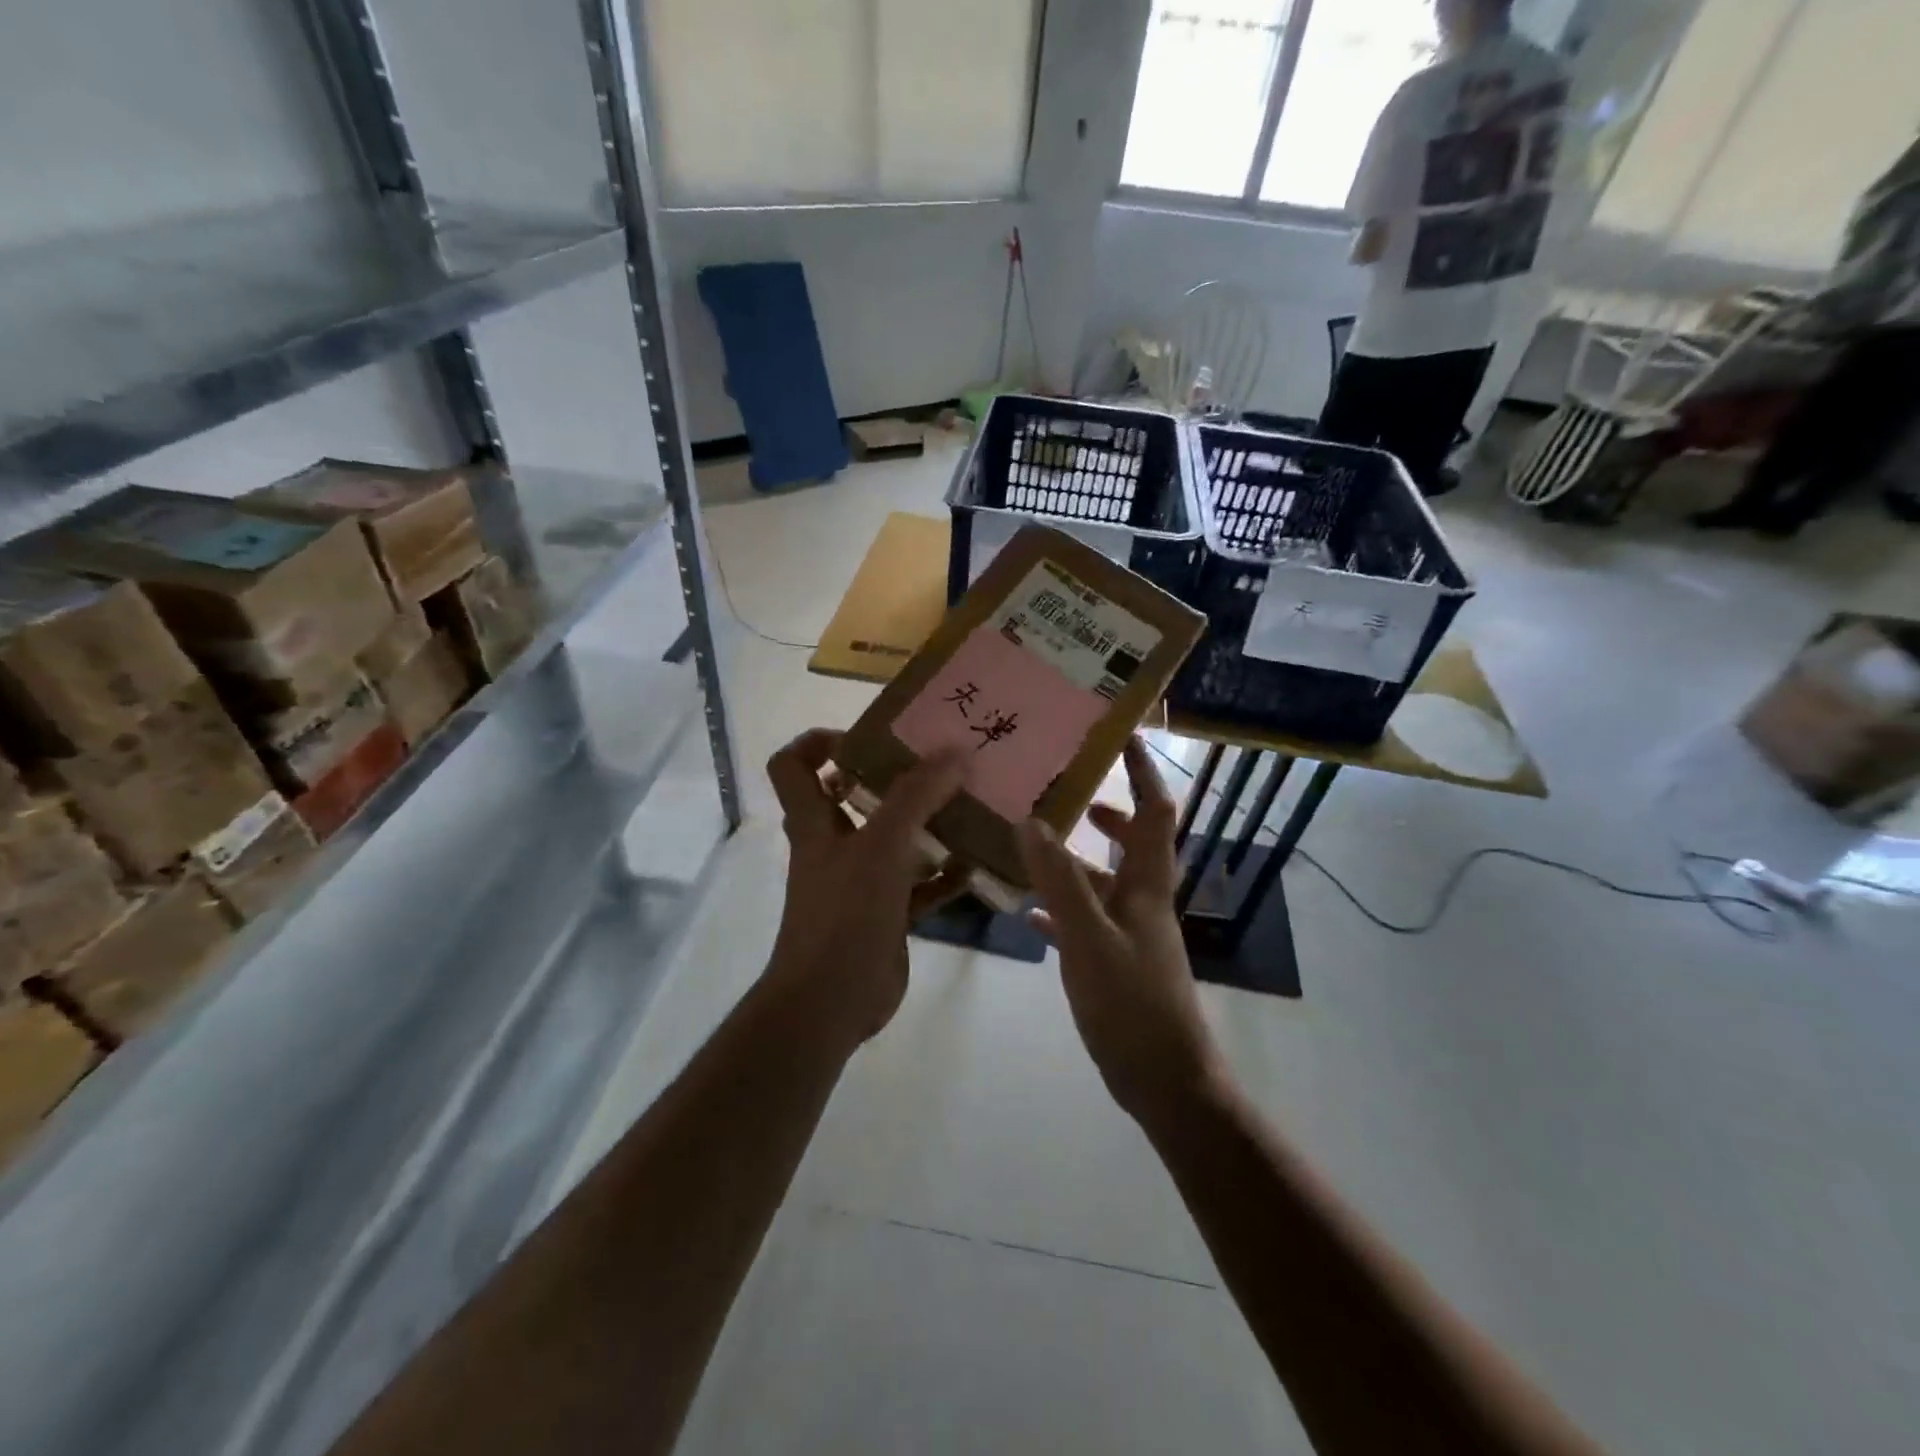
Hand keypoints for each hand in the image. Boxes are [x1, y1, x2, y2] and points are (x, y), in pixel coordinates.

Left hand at [764, 730, 971, 1050]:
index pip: (793, 765)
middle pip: (853, 796)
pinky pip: (917, 885)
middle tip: (938, 763)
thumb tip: (955, 752)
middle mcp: (833, 845)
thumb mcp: (881, 847)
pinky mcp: (885, 914)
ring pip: (893, 841)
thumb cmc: (845, 914)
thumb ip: (916, 797)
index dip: (818, 742)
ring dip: (926, 825)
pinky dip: (943, 876)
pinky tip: (976, 866)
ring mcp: (860, 882)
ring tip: (968, 806)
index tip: (868, 737)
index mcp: (815, 822)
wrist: (830, 1002)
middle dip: (894, 778)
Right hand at [1018, 737, 1222, 1121]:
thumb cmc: (1133, 1004)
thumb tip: (1032, 821)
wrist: (1165, 1080)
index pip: (1156, 813)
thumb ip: (1061, 881)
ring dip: (1078, 862)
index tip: (1125, 738)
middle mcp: (1143, 903)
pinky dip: (1062, 910)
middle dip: (1111, 814)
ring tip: (1037, 845)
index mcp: (1147, 887)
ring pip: (1106, 884)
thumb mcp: (1089, 939)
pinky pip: (1087, 923)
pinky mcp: (1116, 965)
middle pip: (1135, 844)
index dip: (1146, 773)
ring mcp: (1131, 935)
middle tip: (1074, 793)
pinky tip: (1030, 914)